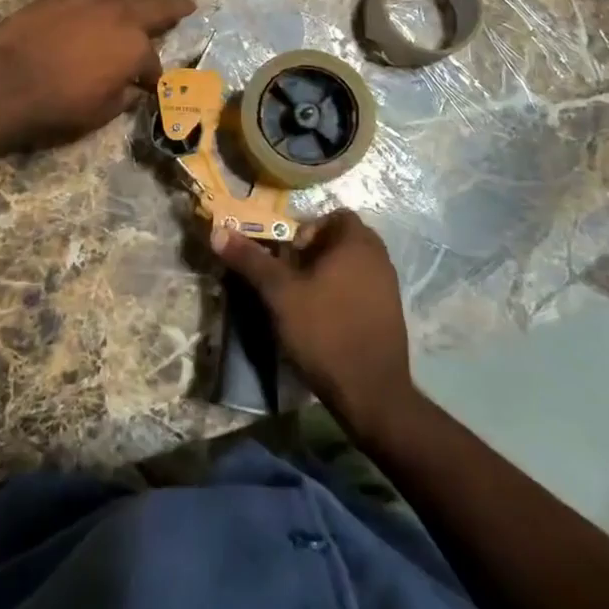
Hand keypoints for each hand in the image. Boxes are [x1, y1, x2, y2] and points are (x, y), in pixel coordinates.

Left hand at [0, 0, 195, 149]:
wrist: (9, 82)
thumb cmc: (59, 105)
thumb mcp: (101, 112)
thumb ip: (123, 97)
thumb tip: (133, 89)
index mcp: (136, 50)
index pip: (153, 63)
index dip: (153, 76)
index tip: (151, 85)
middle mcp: (123, 18)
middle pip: (156, 10)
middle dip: (173, 10)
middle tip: (187, 4)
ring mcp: (94, 0)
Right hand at [212, 210, 413, 435]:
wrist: (371, 393)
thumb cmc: (324, 331)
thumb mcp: (280, 294)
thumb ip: (251, 260)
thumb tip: (218, 232)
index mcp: (357, 242)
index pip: (333, 216)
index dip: (307, 230)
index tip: (288, 256)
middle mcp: (379, 257)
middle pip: (341, 241)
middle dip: (314, 254)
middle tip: (290, 278)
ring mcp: (389, 286)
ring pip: (351, 266)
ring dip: (327, 275)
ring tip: (303, 301)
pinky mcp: (391, 314)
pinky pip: (362, 289)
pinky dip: (342, 295)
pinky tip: (324, 322)